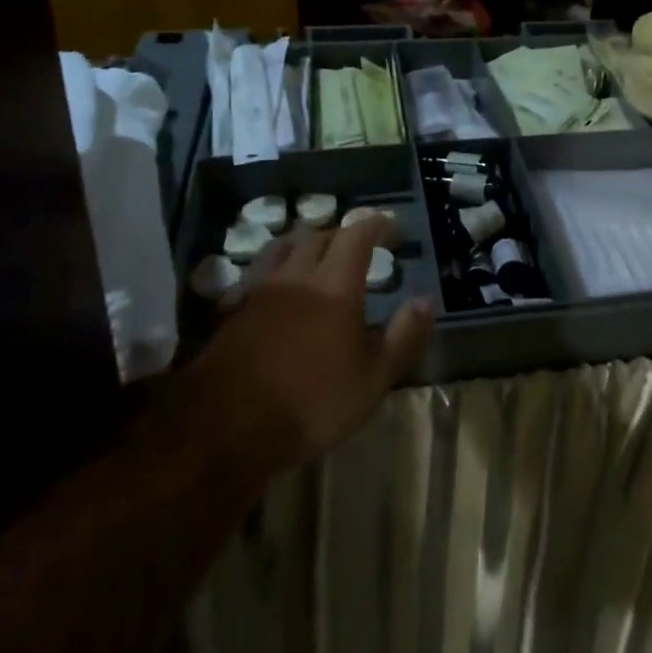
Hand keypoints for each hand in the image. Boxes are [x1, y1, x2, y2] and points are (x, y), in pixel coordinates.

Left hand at [188, 215, 431, 471]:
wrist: (225, 427)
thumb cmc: (310, 403)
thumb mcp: (372, 380)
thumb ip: (403, 336)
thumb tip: (426, 300)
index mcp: (335, 285)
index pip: (357, 235)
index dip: (376, 224)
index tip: (392, 228)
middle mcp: (297, 275)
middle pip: (320, 235)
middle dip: (343, 234)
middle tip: (359, 248)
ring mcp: (261, 289)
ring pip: (286, 247)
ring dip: (307, 244)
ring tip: (319, 257)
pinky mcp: (235, 308)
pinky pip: (261, 270)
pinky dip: (278, 267)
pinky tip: (281, 287)